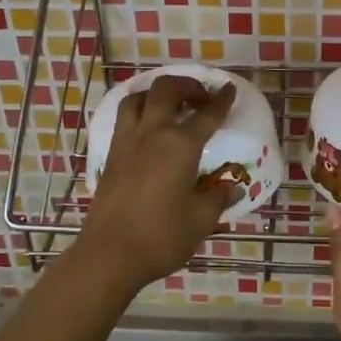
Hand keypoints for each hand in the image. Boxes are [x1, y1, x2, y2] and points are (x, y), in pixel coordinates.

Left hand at [73, 74, 238, 292]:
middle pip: (166, 90)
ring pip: (137, 98)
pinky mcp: (110, 156)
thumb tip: (231, 188)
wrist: (109, 254)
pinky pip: (124, 119)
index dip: (221, 100)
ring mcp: (126, 143)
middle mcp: (152, 134)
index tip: (229, 90)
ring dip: (156, 94)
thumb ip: (218, 198)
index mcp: (180, 146)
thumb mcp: (201, 220)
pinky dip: (138, 112)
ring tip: (170, 106)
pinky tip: (147, 129)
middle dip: (186, 85)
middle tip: (200, 98)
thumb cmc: (161, 237)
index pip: (207, 115)